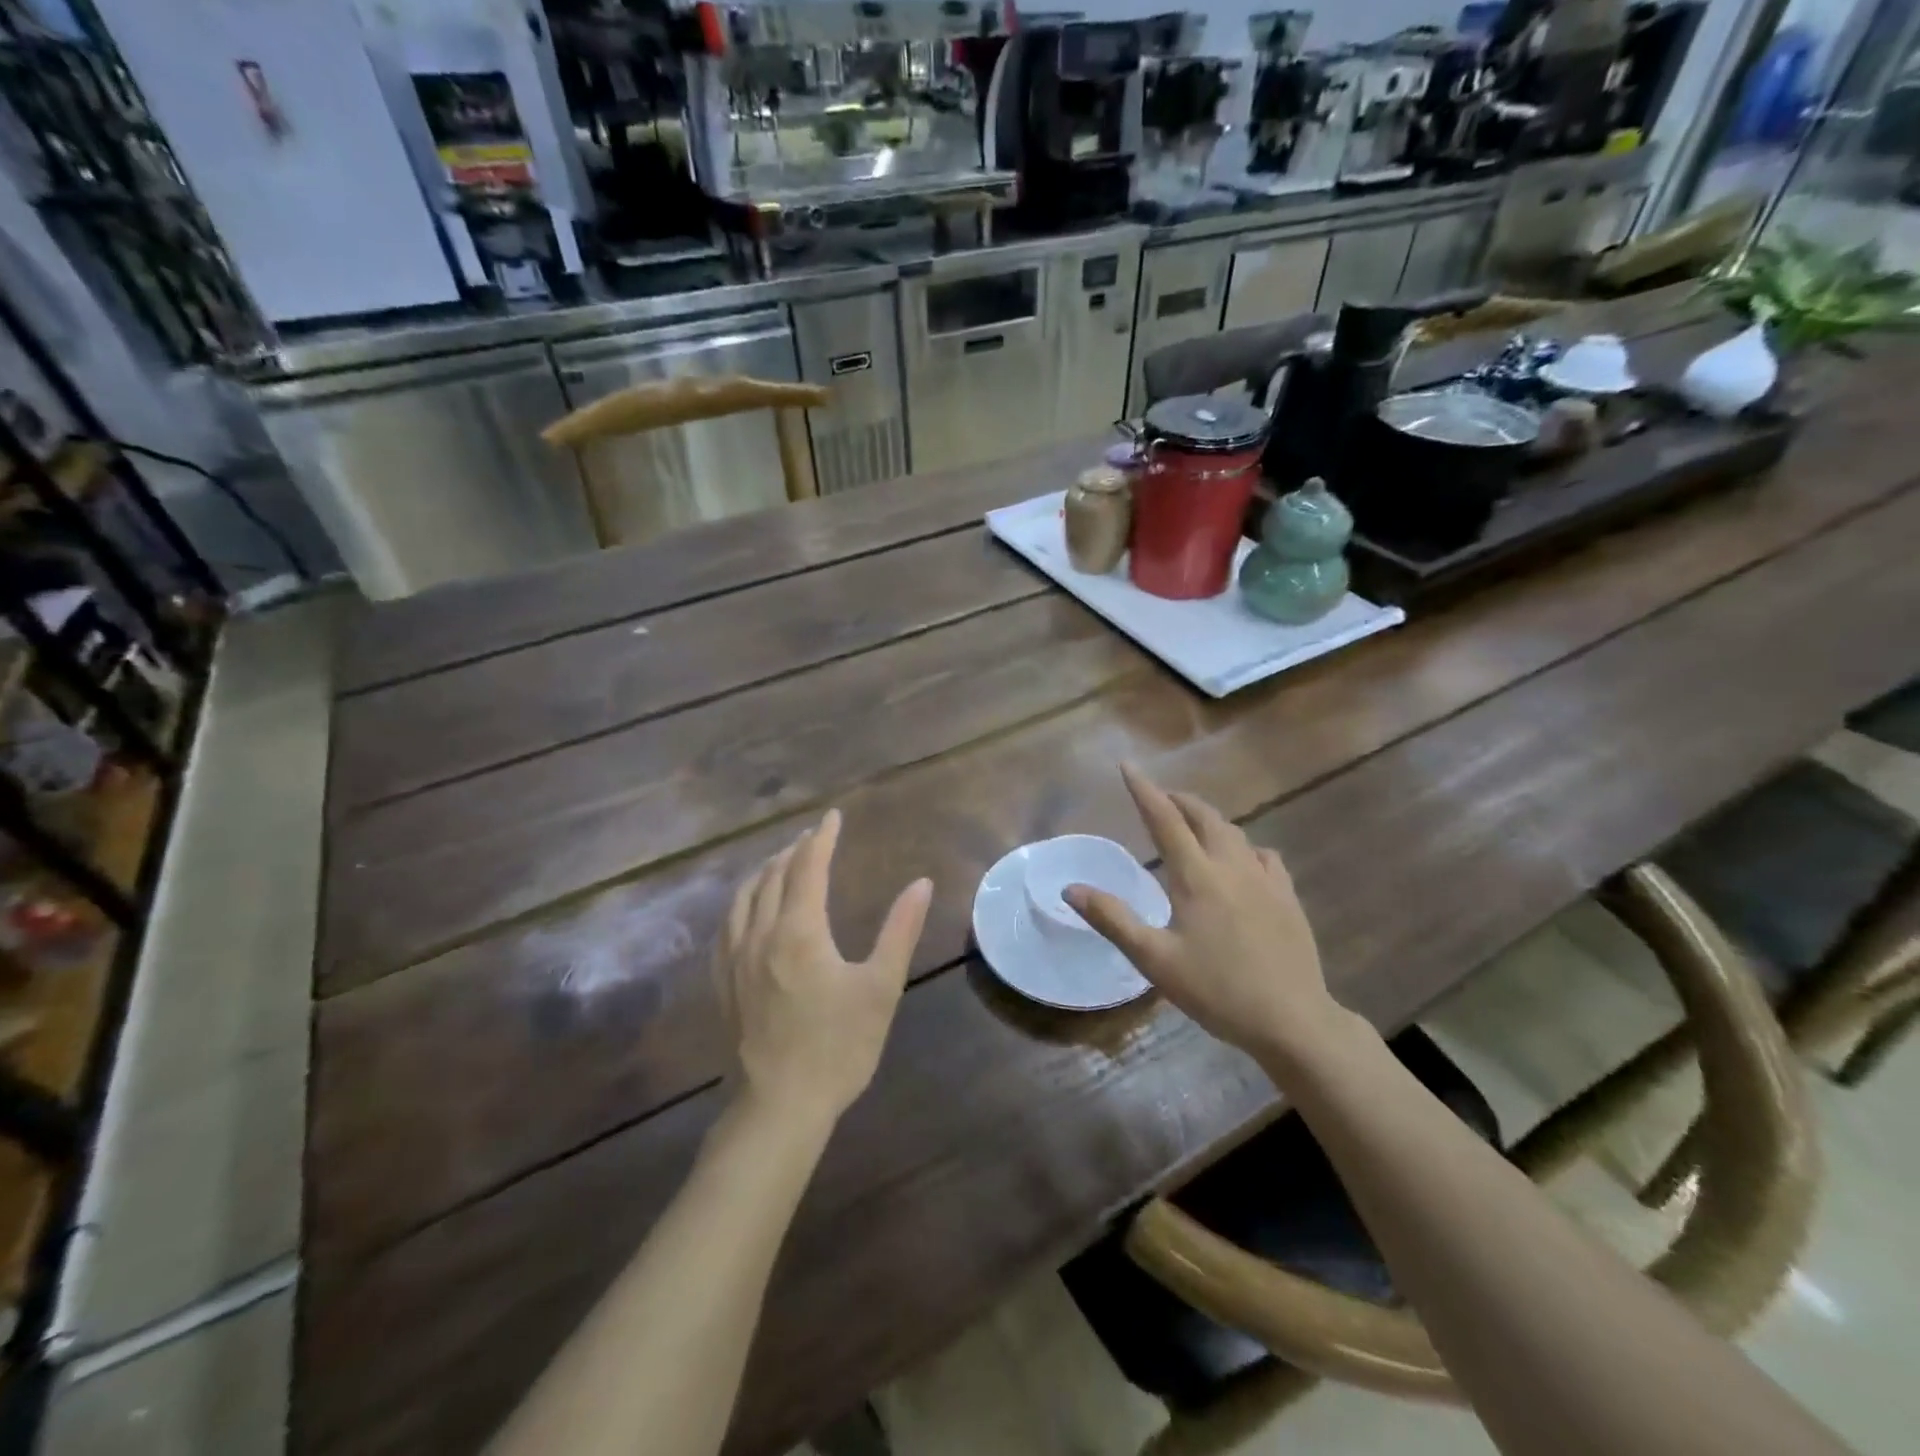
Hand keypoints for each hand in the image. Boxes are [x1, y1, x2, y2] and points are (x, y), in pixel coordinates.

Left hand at [716, 809, 932, 1124]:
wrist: (779, 1105)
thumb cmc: (839, 1046)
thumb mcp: (881, 987)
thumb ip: (900, 930)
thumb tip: (921, 883)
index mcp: (799, 931)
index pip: (808, 867)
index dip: (822, 838)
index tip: (832, 816)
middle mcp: (761, 934)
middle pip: (773, 876)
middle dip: (794, 850)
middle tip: (812, 837)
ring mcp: (735, 959)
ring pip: (744, 897)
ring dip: (764, 871)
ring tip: (780, 861)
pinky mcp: (723, 982)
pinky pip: (727, 925)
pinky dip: (741, 902)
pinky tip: (748, 909)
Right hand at [1066, 764, 1347, 1065]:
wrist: (1293, 1020)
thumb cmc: (1217, 990)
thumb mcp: (1155, 959)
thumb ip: (1113, 919)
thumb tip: (1071, 888)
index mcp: (1196, 876)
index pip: (1164, 819)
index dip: (1144, 790)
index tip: (1128, 766)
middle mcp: (1231, 865)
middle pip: (1203, 816)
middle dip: (1178, 800)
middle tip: (1159, 798)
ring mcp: (1265, 879)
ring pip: (1234, 831)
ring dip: (1208, 818)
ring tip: (1192, 823)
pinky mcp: (1287, 896)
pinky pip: (1263, 855)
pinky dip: (1243, 845)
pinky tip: (1242, 860)